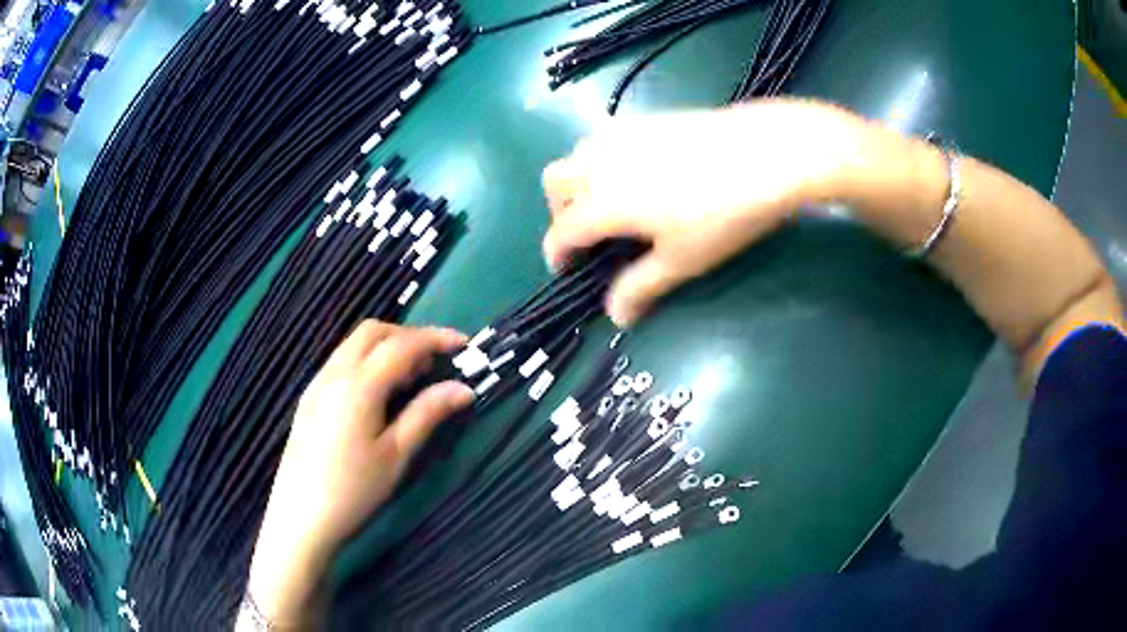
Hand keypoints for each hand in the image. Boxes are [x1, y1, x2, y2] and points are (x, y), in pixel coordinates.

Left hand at [247, 322, 473, 625]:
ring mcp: (317, 383)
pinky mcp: (309, 398)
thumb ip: (427, 414)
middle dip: (408, 336)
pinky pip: (340, 362)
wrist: (300, 517)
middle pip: (373, 332)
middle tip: (433, 363)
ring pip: (354, 344)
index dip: (436, 338)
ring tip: (409, 379)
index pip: (402, 345)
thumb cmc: (353, 490)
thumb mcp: (396, 455)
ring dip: (385, 347)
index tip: (464, 344)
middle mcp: (334, 373)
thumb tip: (462, 388)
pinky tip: (377, 394)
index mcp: (359, 385)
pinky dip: (366, 361)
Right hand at [542, 98, 873, 325]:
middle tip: (588, 235)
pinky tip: (638, 174)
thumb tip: (616, 317)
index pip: (561, 231)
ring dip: (579, 181)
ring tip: (610, 201)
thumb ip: (640, 287)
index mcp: (601, 202)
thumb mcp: (681, 260)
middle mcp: (599, 162)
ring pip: (577, 154)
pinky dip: (603, 159)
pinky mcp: (646, 119)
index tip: (566, 271)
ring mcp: (622, 135)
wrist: (765, 153)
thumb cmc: (722, 214)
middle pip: (555, 184)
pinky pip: (605, 137)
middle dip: (561, 212)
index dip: (557, 255)